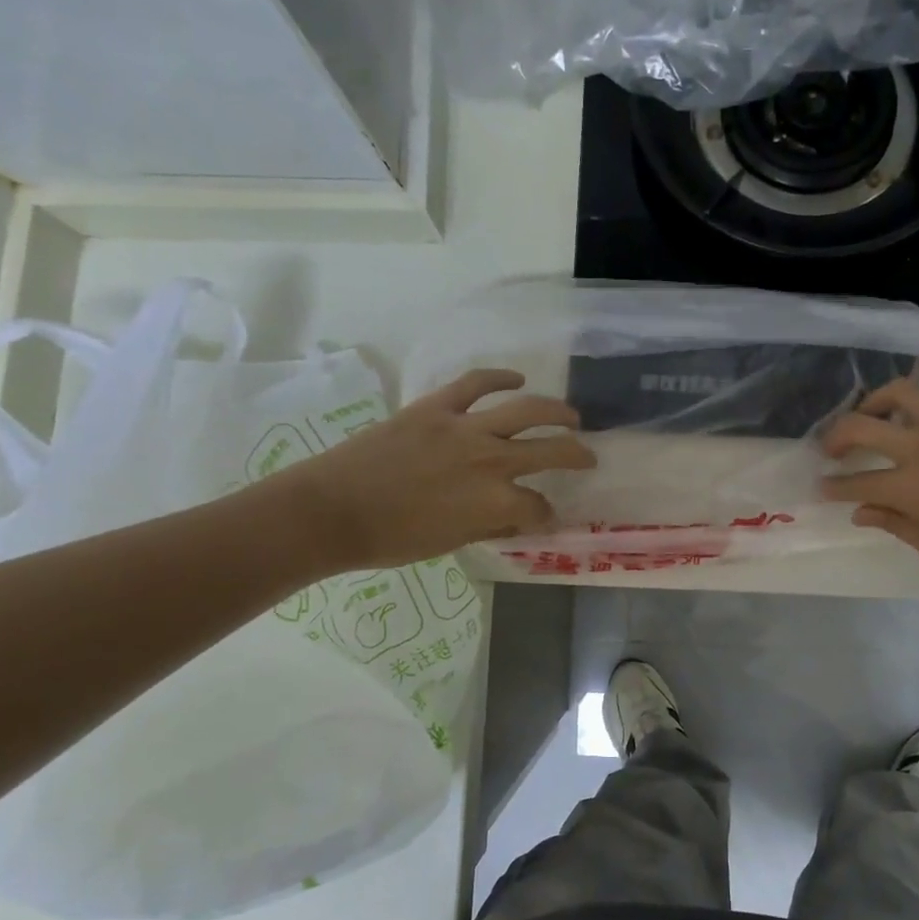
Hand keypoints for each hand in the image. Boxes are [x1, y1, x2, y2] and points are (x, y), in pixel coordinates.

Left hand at [265, 369, 594, 575]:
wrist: (331, 511)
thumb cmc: (390, 540)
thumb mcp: (450, 542)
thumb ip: (489, 523)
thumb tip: (514, 515)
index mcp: (495, 501)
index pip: (538, 507)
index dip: (545, 516)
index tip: (543, 518)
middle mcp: (492, 460)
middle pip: (551, 451)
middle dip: (576, 456)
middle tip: (587, 457)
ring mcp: (465, 427)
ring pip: (527, 410)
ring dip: (557, 412)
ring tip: (572, 416)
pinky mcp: (437, 407)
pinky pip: (477, 383)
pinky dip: (500, 377)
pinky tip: (517, 379)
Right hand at [820, 370, 918, 585]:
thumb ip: (898, 526)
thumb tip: (863, 512)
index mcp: (910, 489)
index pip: (856, 484)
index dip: (833, 488)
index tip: (821, 489)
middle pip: (863, 426)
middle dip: (837, 436)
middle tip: (831, 449)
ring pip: (904, 391)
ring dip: (878, 398)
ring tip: (873, 411)